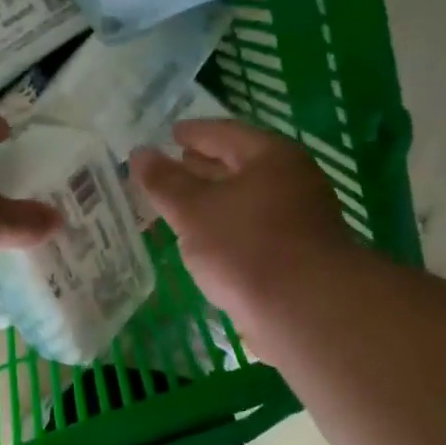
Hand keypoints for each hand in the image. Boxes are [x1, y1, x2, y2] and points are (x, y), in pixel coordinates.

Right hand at [132, 119, 354, 337]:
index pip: (225, 133)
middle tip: (175, 165)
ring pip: (248, 200)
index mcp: (271, 157)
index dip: (194, 132)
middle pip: (241, 165)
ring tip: (184, 206)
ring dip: (216, 200)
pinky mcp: (300, 254)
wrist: (306, 311)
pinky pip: (255, 228)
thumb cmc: (246, 247)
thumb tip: (139, 153)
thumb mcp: (193, 211)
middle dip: (205, 167)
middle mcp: (293, 180)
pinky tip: (209, 242)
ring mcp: (301, 218)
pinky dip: (230, 227)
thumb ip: (164, 182)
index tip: (171, 134)